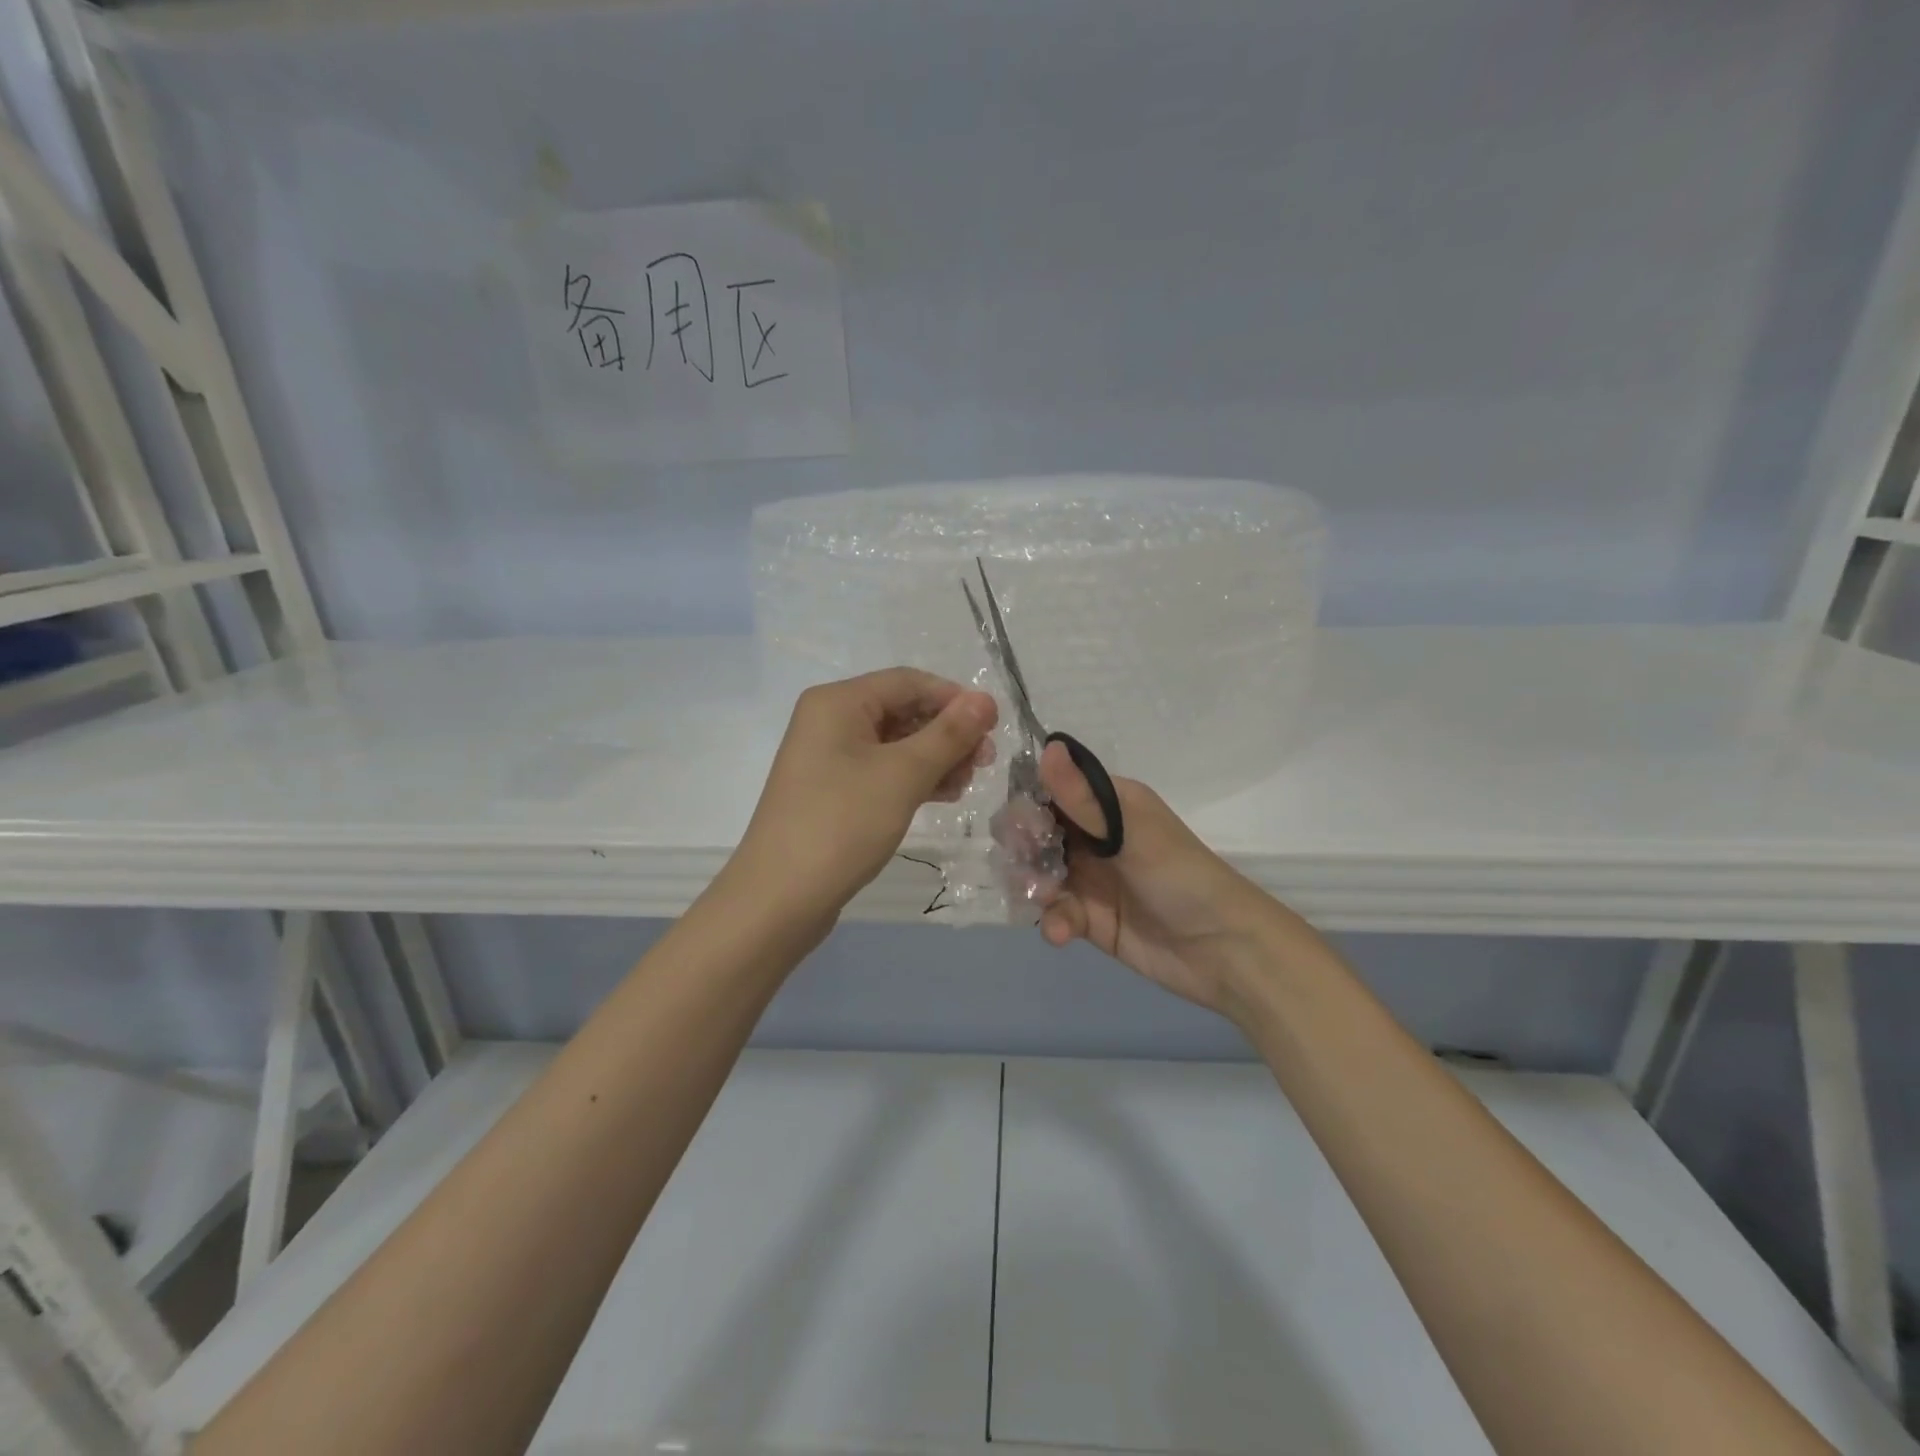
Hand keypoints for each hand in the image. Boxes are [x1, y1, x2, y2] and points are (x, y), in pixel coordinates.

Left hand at [732, 668, 997, 919]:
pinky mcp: (834, 791)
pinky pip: (882, 771)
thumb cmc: (842, 823)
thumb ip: (948, 735)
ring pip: (896, 744)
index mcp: (839, 702)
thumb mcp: (903, 774)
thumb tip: (985, 700)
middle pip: (903, 711)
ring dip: (935, 759)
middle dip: (947, 733)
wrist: (780, 898)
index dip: (954, 699)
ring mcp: (829, 758)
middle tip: (984, 762)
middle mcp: (830, 721)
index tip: (993, 727)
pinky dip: (914, 779)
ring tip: (966, 785)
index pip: (909, 682)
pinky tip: (943, 796)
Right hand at [1035, 741, 1294, 1022]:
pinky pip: (1054, 912)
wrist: (1222, 949)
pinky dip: (1052, 920)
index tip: (1023, 825)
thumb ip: (1083, 797)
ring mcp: (1088, 878)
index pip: (1051, 791)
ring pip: (1037, 872)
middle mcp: (1092, 836)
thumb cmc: (1180, 876)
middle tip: (1025, 866)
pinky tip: (1060, 932)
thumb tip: (1048, 746)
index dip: (1028, 804)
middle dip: (1023, 848)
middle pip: (1036, 833)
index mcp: (1105, 804)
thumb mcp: (1132, 832)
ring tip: (1042, 900)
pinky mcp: (1087, 918)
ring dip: (1031, 885)